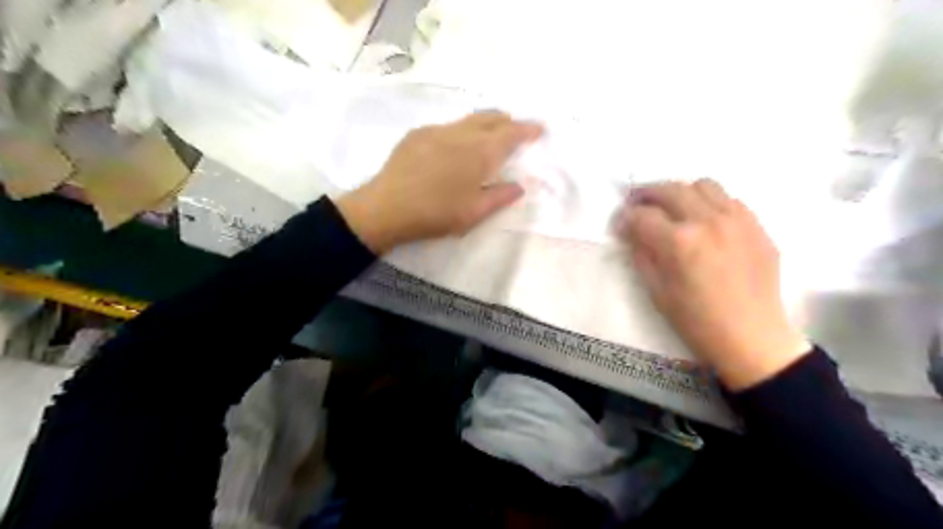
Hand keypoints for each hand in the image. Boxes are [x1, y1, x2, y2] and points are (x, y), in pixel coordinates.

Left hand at [338, 112, 544, 254]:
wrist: (387, 208)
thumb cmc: (436, 214)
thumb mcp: (474, 213)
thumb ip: (500, 197)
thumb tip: (519, 186)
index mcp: (479, 153)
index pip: (510, 134)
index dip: (527, 130)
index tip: (539, 129)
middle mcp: (460, 134)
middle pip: (490, 118)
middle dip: (507, 121)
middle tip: (516, 128)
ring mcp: (436, 130)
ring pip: (467, 119)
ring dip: (484, 123)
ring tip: (489, 134)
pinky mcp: (417, 134)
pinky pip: (447, 126)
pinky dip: (461, 130)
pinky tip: (455, 145)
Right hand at [620, 180, 809, 389]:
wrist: (752, 337)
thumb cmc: (696, 321)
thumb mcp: (657, 291)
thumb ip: (641, 254)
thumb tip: (631, 232)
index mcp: (680, 242)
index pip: (642, 215)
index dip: (625, 218)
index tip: (620, 225)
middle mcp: (709, 221)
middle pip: (670, 189)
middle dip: (647, 194)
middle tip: (637, 204)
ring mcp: (738, 220)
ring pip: (703, 185)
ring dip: (680, 192)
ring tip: (673, 208)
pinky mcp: (757, 226)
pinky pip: (729, 199)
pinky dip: (710, 202)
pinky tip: (704, 220)